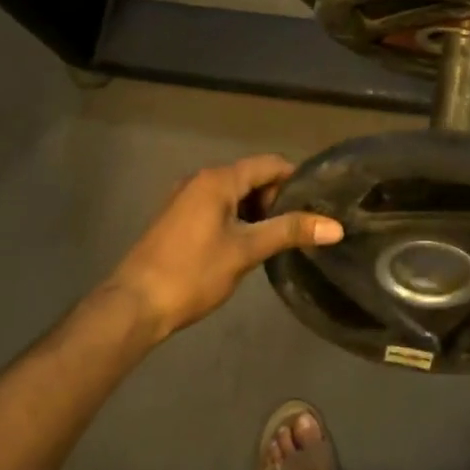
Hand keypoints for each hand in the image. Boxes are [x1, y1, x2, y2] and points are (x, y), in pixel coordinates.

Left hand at [102, 155, 342, 341]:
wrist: (134, 306)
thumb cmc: (193, 273)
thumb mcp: (246, 251)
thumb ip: (290, 232)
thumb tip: (336, 226)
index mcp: (217, 180)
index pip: (269, 164)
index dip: (297, 180)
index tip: (319, 204)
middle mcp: (200, 180)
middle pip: (252, 177)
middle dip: (278, 199)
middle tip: (300, 228)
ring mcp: (185, 199)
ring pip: (234, 195)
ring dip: (258, 212)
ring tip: (279, 240)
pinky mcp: (178, 219)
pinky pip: (218, 208)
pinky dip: (238, 220)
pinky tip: (247, 246)